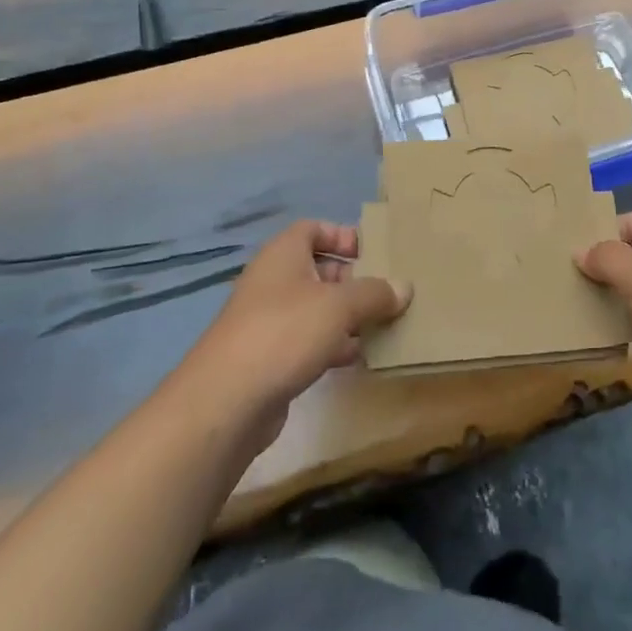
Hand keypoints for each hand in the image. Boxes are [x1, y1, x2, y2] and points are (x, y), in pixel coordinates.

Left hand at [173, 220, 407, 454]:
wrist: (227, 401)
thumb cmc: (285, 332)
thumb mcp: (339, 306)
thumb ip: (374, 294)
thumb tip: (404, 287)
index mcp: (283, 255)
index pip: (312, 229)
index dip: (342, 235)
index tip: (372, 253)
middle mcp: (273, 282)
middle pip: (319, 270)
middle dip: (354, 280)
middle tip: (387, 294)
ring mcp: (269, 322)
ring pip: (316, 309)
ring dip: (348, 317)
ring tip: (384, 326)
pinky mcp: (270, 359)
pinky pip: (309, 342)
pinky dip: (334, 346)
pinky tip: (360, 359)